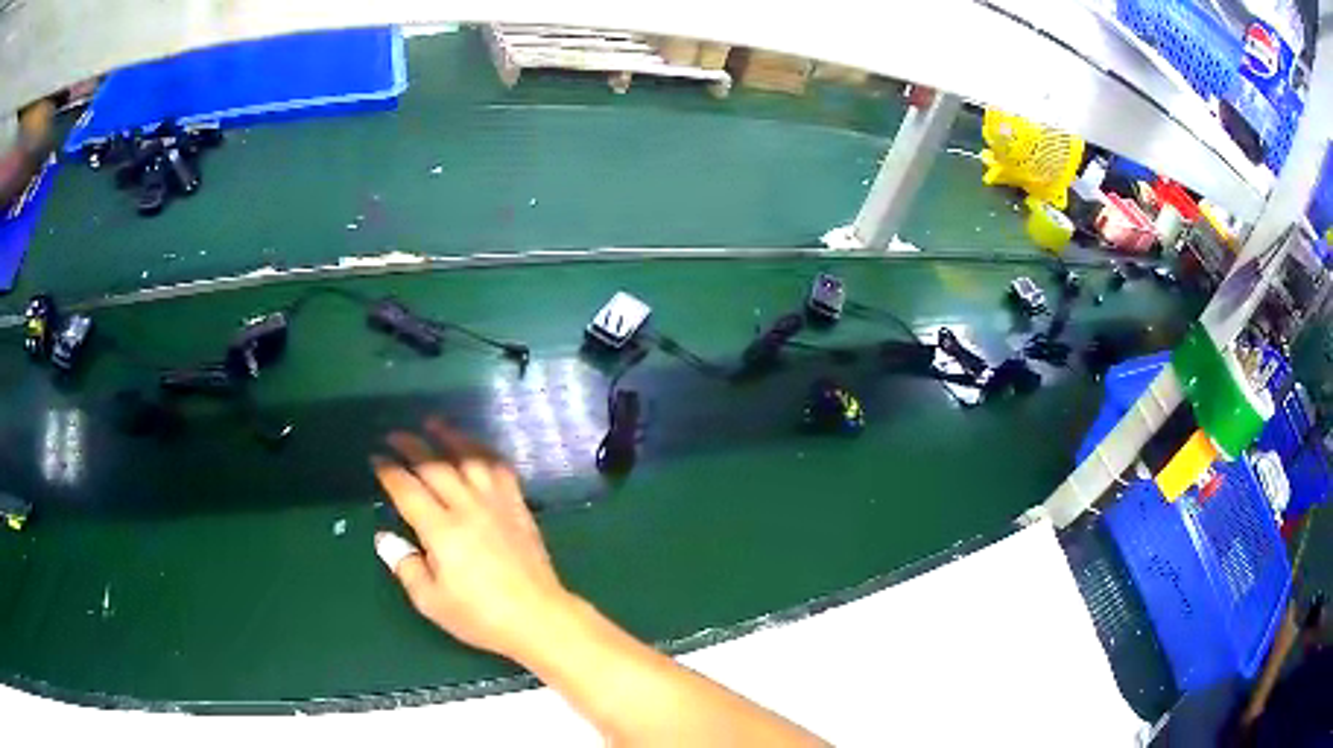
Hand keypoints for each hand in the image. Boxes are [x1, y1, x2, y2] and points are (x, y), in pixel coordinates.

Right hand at [372, 419, 569, 658]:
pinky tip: (475, 448)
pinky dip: (485, 452)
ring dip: (449, 437)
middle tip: (394, 435)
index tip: (376, 457)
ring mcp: (497, 504)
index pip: (407, 490)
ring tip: (433, 423)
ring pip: (469, 459)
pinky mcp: (518, 507)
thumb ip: (405, 566)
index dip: (389, 471)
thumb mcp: (431, 601)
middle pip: (434, 467)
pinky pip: (500, 469)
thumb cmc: (480, 616)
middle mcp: (467, 508)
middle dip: (411, 446)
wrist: (537, 617)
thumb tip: (384, 537)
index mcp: (442, 531)